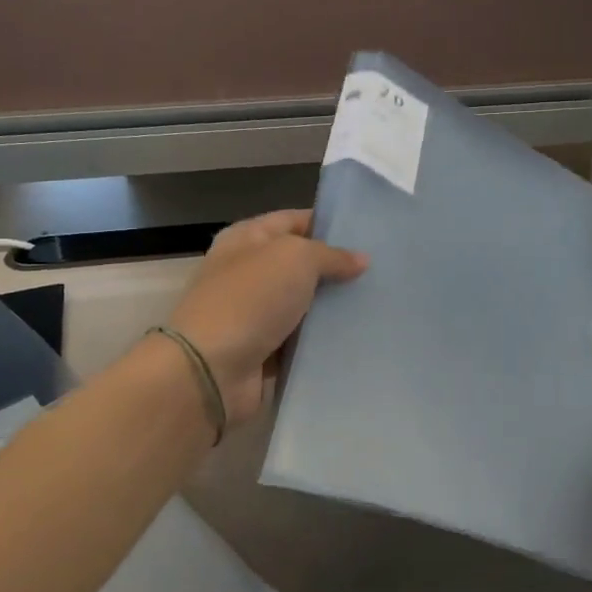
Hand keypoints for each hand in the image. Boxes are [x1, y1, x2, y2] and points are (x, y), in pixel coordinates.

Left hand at [165, 210, 366, 425]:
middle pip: (301, 265)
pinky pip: (301, 341)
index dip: (328, 224)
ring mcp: (254, 314)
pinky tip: (357, 338)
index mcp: (246, 239)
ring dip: (333, 308)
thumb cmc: (250, 299)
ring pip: (304, 305)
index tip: (368, 235)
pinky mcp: (263, 351)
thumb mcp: (296, 258)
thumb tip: (361, 259)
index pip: (293, 221)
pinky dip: (322, 342)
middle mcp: (247, 272)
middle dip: (336, 269)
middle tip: (380, 273)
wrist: (211, 370)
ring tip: (376, 305)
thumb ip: (331, 255)